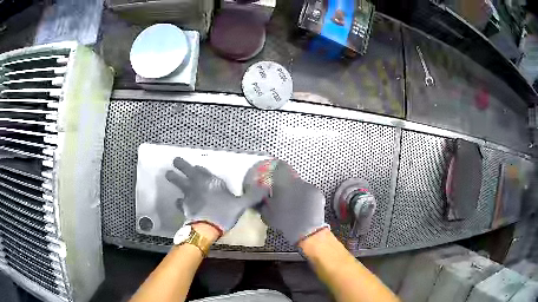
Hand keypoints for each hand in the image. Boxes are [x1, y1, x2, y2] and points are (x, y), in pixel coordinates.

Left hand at [165, 157, 264, 235]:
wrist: (207, 228)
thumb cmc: (223, 213)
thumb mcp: (241, 204)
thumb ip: (252, 196)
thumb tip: (266, 188)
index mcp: (210, 181)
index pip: (203, 170)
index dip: (199, 169)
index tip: (197, 167)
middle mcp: (197, 185)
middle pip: (186, 171)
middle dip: (180, 165)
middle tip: (174, 160)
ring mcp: (188, 195)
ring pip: (179, 184)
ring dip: (174, 178)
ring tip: (168, 174)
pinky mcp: (184, 207)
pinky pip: (178, 202)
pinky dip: (178, 201)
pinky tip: (177, 202)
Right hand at [248, 160, 327, 244]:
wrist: (307, 231)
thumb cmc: (285, 222)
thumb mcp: (268, 214)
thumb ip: (264, 202)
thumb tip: (262, 196)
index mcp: (283, 183)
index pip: (280, 166)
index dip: (277, 167)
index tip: (275, 172)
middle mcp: (297, 181)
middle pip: (291, 177)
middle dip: (287, 183)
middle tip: (284, 194)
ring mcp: (309, 186)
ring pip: (301, 185)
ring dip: (297, 190)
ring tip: (295, 203)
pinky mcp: (317, 193)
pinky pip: (309, 191)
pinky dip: (306, 196)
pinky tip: (304, 206)